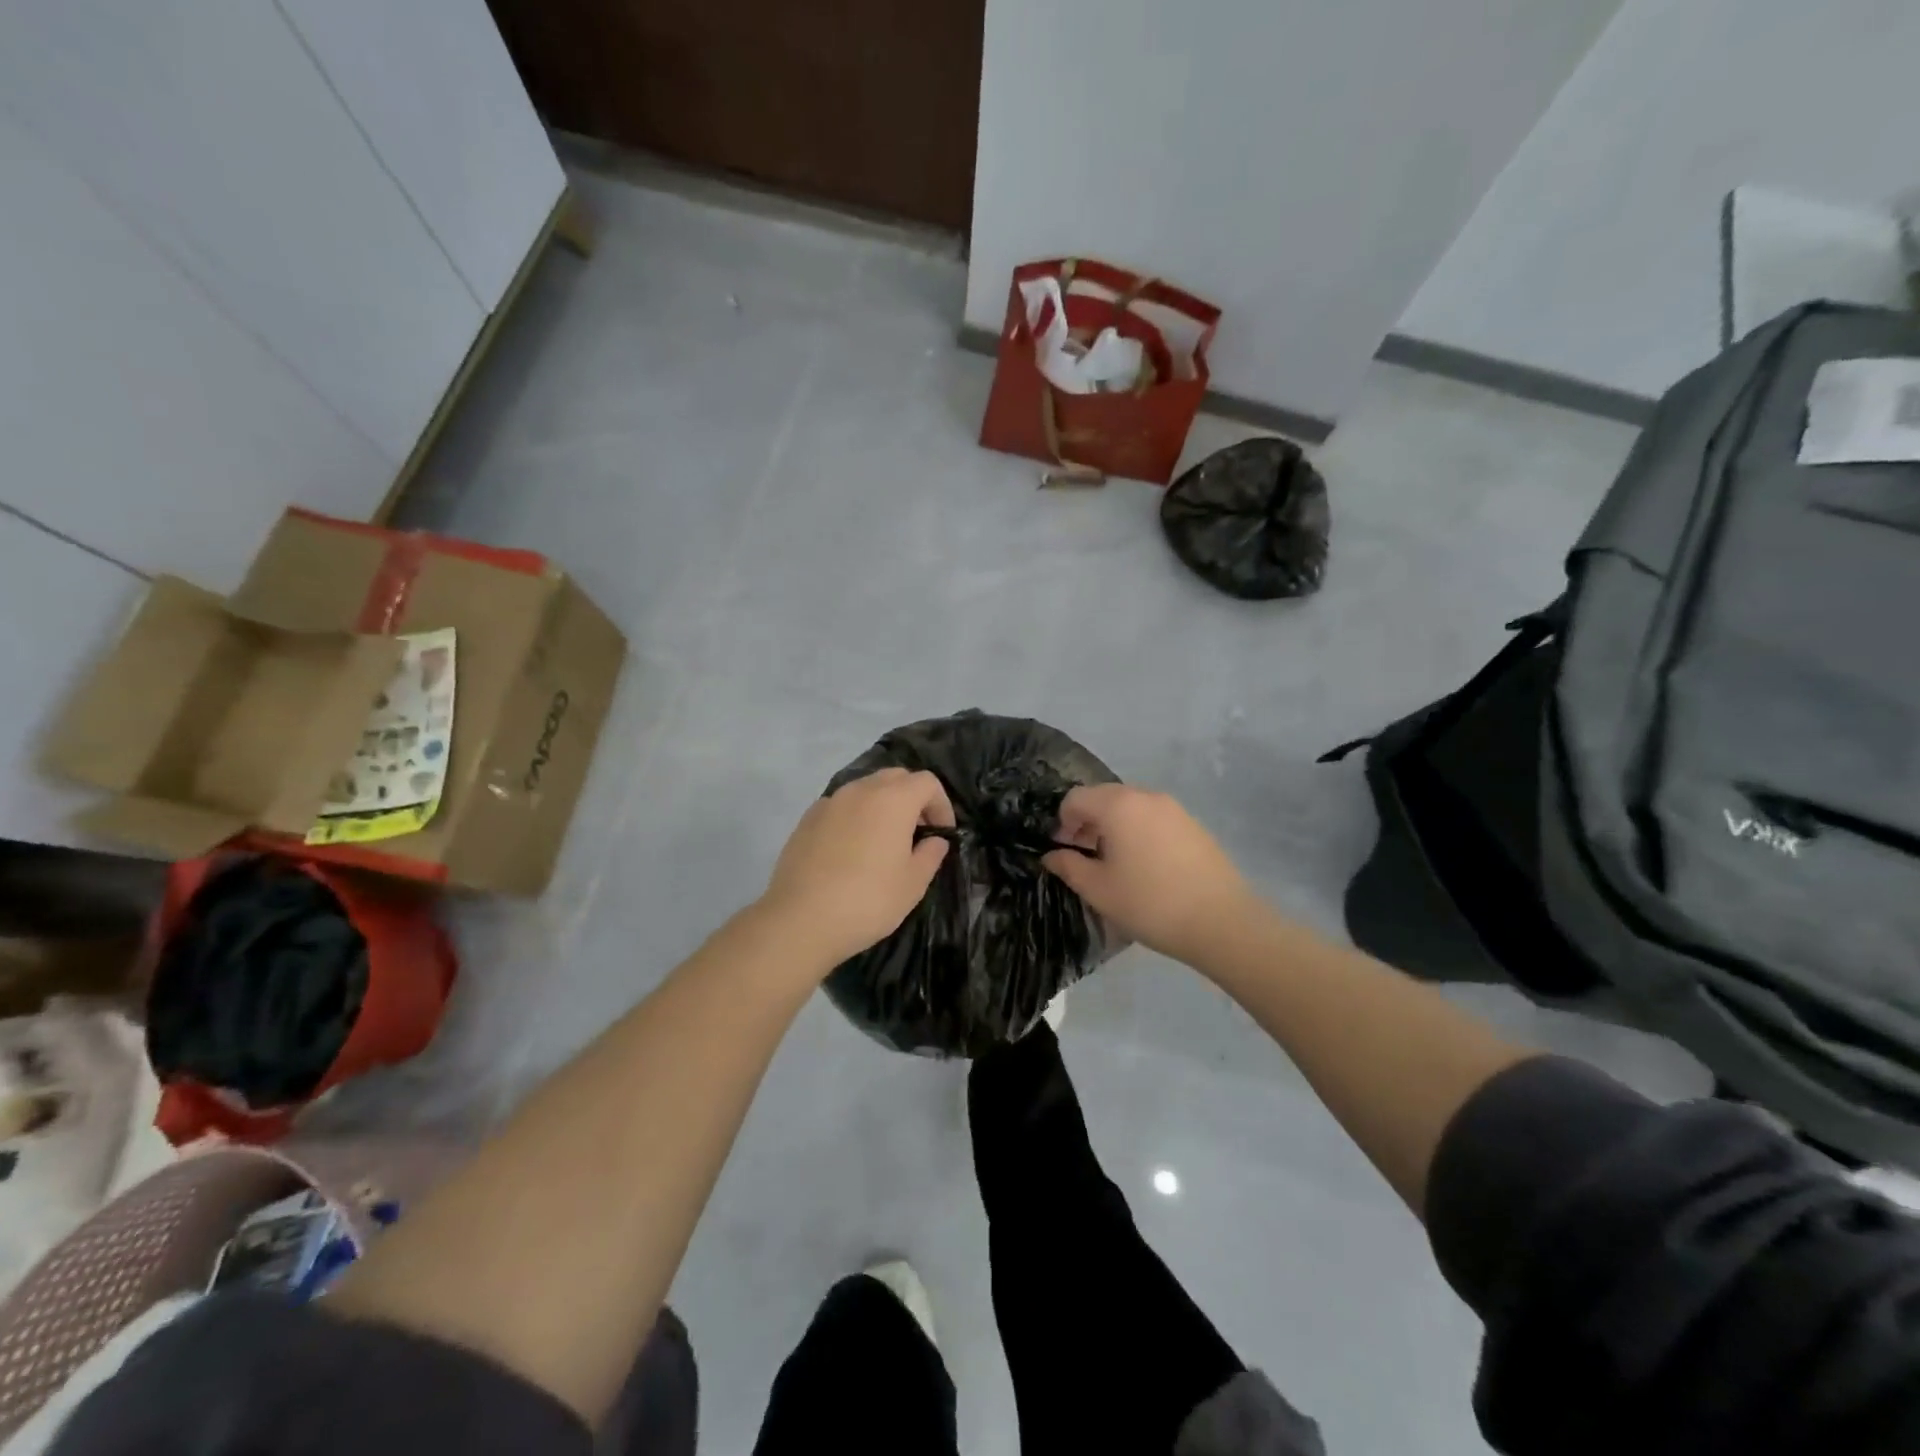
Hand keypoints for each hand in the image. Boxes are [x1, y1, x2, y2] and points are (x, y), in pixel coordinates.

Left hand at [759, 768, 955, 968]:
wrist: (800, 919)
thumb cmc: (868, 900)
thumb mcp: (913, 884)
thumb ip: (930, 854)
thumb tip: (934, 840)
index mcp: (893, 800)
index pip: (927, 782)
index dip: (942, 805)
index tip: (942, 834)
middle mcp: (861, 790)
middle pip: (896, 777)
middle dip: (913, 799)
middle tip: (917, 833)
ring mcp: (830, 802)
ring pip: (866, 789)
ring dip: (882, 805)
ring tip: (884, 842)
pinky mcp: (807, 818)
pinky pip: (841, 806)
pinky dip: (855, 817)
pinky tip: (851, 850)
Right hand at [1042, 784, 1257, 964]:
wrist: (1222, 922)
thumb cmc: (1150, 903)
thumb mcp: (1099, 890)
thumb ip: (1069, 866)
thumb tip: (1051, 855)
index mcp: (1118, 806)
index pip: (1075, 798)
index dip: (1061, 822)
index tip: (1062, 850)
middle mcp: (1146, 796)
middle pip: (1103, 797)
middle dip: (1087, 822)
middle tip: (1084, 856)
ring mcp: (1174, 809)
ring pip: (1130, 807)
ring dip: (1113, 826)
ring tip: (1114, 863)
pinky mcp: (1193, 825)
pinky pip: (1153, 818)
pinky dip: (1138, 832)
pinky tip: (1145, 866)